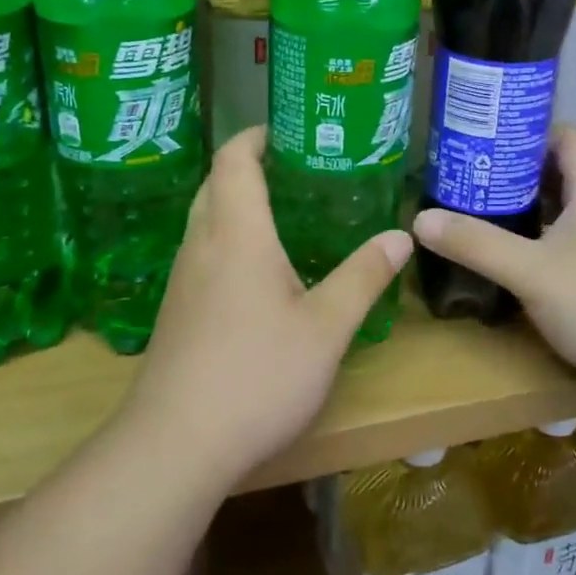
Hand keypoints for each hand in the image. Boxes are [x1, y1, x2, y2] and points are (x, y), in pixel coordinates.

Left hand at [123, 127, 412, 481]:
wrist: (175, 445)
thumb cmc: (256, 376)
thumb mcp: (326, 328)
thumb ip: (363, 277)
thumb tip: (400, 235)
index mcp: (237, 234)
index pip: (234, 159)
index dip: (256, 135)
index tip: (289, 129)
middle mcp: (202, 245)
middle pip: (215, 183)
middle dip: (249, 164)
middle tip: (298, 167)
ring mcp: (182, 279)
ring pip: (205, 218)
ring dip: (237, 201)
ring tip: (285, 210)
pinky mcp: (176, 311)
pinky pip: (202, 251)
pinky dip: (229, 237)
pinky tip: (259, 270)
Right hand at [411, 127, 575, 387]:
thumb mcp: (529, 270)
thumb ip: (476, 243)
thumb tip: (420, 219)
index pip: (568, 137)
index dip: (529, 131)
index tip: (486, 139)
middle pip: (561, 171)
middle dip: (516, 169)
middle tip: (469, 174)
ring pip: (562, 209)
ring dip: (524, 206)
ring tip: (477, 207)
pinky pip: (565, 242)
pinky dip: (536, 239)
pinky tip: (506, 253)